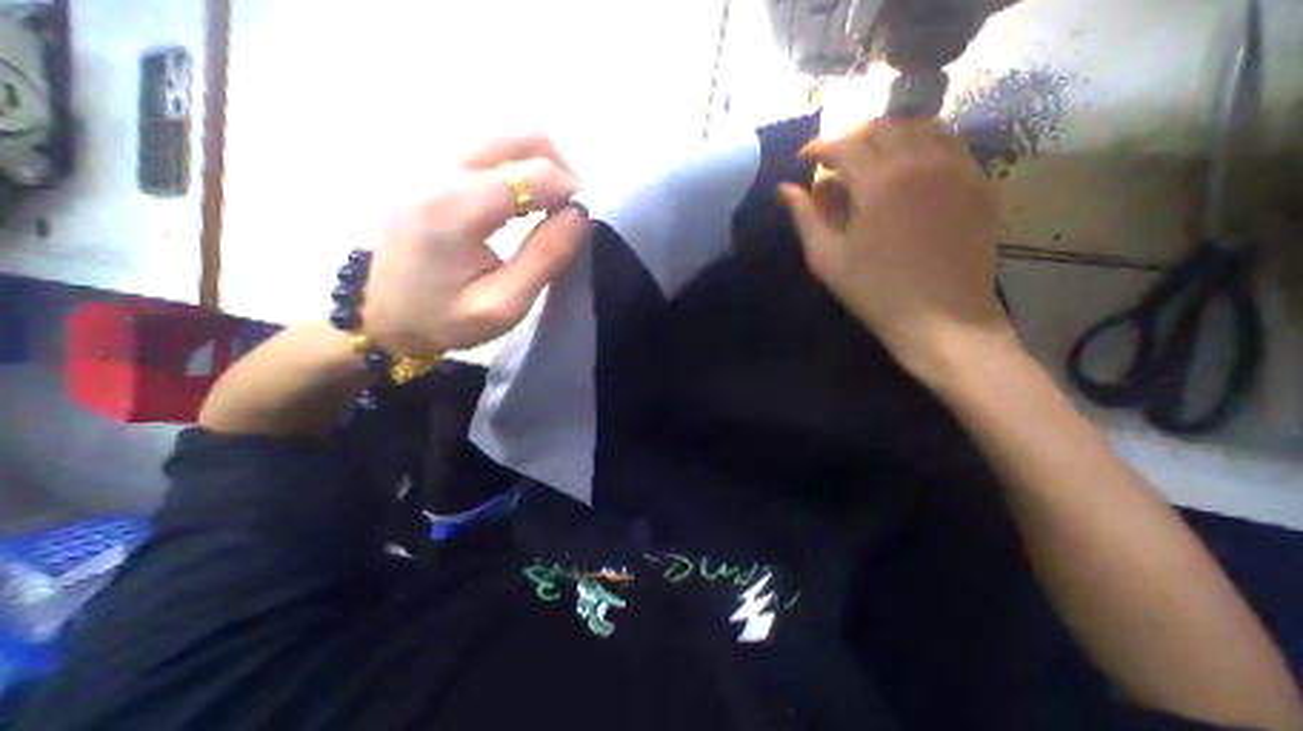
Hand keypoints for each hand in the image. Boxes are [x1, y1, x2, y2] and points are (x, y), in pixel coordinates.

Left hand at [362, 133, 594, 355]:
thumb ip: (546, 257)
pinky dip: (518, 170)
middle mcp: (436, 170)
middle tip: (570, 210)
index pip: (533, 173)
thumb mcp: (504, 304)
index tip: (582, 222)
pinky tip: (521, 204)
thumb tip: (581, 215)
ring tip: (549, 208)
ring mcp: (426, 164)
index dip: (570, 191)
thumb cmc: (445, 319)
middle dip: (559, 169)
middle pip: (517, 136)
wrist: (381, 317)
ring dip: (539, 167)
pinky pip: (487, 152)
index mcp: (453, 207)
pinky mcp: (427, 170)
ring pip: (503, 138)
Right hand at [777, 117, 1011, 380]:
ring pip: (918, 127)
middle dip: (849, 137)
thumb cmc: (874, 292)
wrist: (942, 317)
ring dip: (885, 136)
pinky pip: (948, 143)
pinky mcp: (978, 181)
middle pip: (881, 127)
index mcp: (878, 182)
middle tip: (832, 160)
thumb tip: (785, 190)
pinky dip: (919, 144)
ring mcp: (957, 167)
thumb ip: (805, 218)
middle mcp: (921, 160)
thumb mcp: (827, 258)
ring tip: (867, 159)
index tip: (803, 159)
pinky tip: (906, 167)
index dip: (818, 147)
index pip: (844, 144)